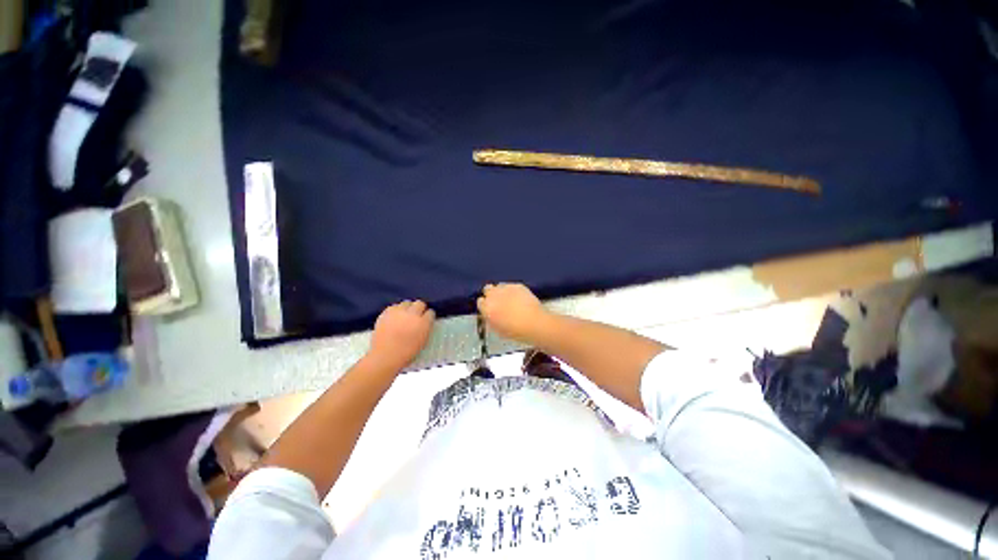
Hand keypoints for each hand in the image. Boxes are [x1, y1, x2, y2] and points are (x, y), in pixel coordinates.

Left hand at [369, 300, 435, 370]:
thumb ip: (425, 329)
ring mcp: (398, 312)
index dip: (428, 316)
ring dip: (408, 308)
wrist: (385, 356)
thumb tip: (425, 322)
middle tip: (417, 316)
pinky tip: (394, 317)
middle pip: (420, 303)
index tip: (426, 320)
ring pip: (407, 302)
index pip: (430, 312)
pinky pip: (394, 306)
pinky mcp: (386, 312)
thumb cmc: (406, 353)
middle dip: (420, 308)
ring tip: (405, 315)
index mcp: (423, 323)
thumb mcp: (422, 341)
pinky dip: (396, 310)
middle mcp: (412, 314)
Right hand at [477, 283, 551, 342]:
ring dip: (501, 291)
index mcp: (487, 308)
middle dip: (491, 294)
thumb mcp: (497, 329)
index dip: (485, 305)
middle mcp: (494, 295)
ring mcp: (506, 288)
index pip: (480, 302)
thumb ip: (490, 318)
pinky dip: (513, 290)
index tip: (490, 309)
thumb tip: (489, 314)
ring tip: (509, 299)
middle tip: (498, 302)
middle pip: (487, 289)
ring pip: (499, 286)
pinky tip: (519, 298)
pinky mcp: (517, 285)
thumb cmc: (515, 332)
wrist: (535, 323)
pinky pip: (511, 285)